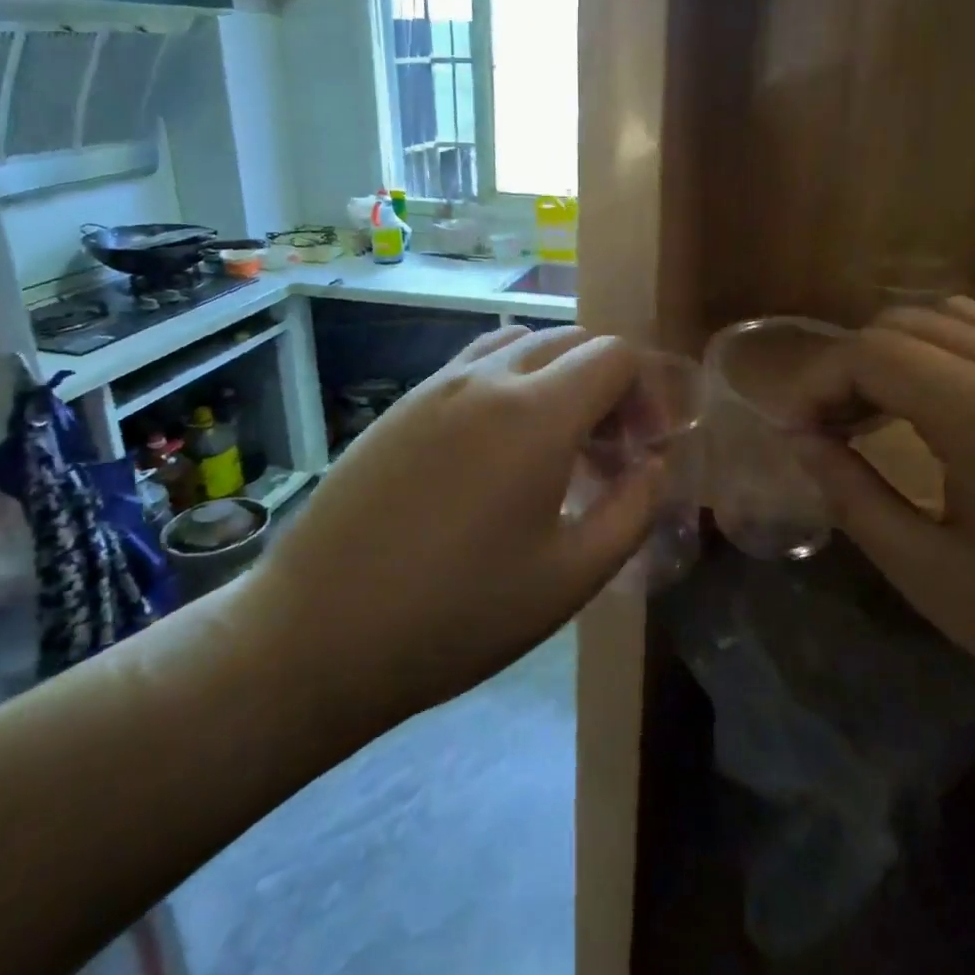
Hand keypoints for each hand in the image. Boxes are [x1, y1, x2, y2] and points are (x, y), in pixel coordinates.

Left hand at [246, 325, 660, 722]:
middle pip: (570, 341)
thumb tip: (656, 465)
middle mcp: (485, 377)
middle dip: (607, 384)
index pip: (614, 355)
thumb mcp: (571, 577)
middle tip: (609, 453)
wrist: (318, 633)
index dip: (646, 392)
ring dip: (556, 379)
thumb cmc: (459, 615)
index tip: (645, 448)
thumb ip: (632, 510)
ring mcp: (434, 386)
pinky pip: (473, 367)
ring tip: (557, 446)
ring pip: (519, 345)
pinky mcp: (400, 406)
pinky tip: (498, 452)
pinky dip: (509, 385)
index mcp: (535, 412)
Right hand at [797, 299, 974, 750]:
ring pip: (962, 318)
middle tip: (832, 427)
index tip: (797, 433)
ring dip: (903, 351)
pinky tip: (947, 413)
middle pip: (909, 322)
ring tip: (881, 411)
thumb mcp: (930, 575)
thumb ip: (853, 495)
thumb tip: (802, 442)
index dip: (816, 383)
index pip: (871, 353)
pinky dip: (953, 355)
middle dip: (852, 364)